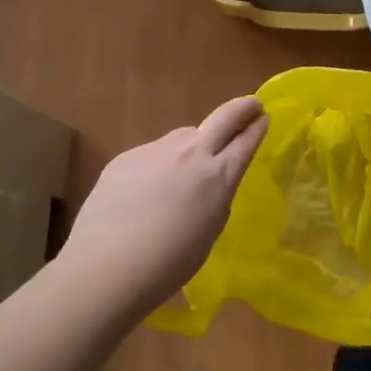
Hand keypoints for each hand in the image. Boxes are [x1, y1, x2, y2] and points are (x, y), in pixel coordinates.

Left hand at [60, 96, 268, 317]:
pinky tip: (143, 194)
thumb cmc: (167, 265)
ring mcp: (156, 150)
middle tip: (251, 104)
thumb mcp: (208, 232)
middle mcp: (191, 154)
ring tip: (183, 171)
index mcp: (218, 177)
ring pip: (183, 137)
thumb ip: (214, 198)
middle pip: (223, 118)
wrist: (106, 266)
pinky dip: (157, 166)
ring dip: (192, 144)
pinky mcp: (127, 156)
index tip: (263, 117)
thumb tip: (208, 182)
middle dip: (241, 109)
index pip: (245, 142)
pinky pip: (152, 154)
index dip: (257, 128)